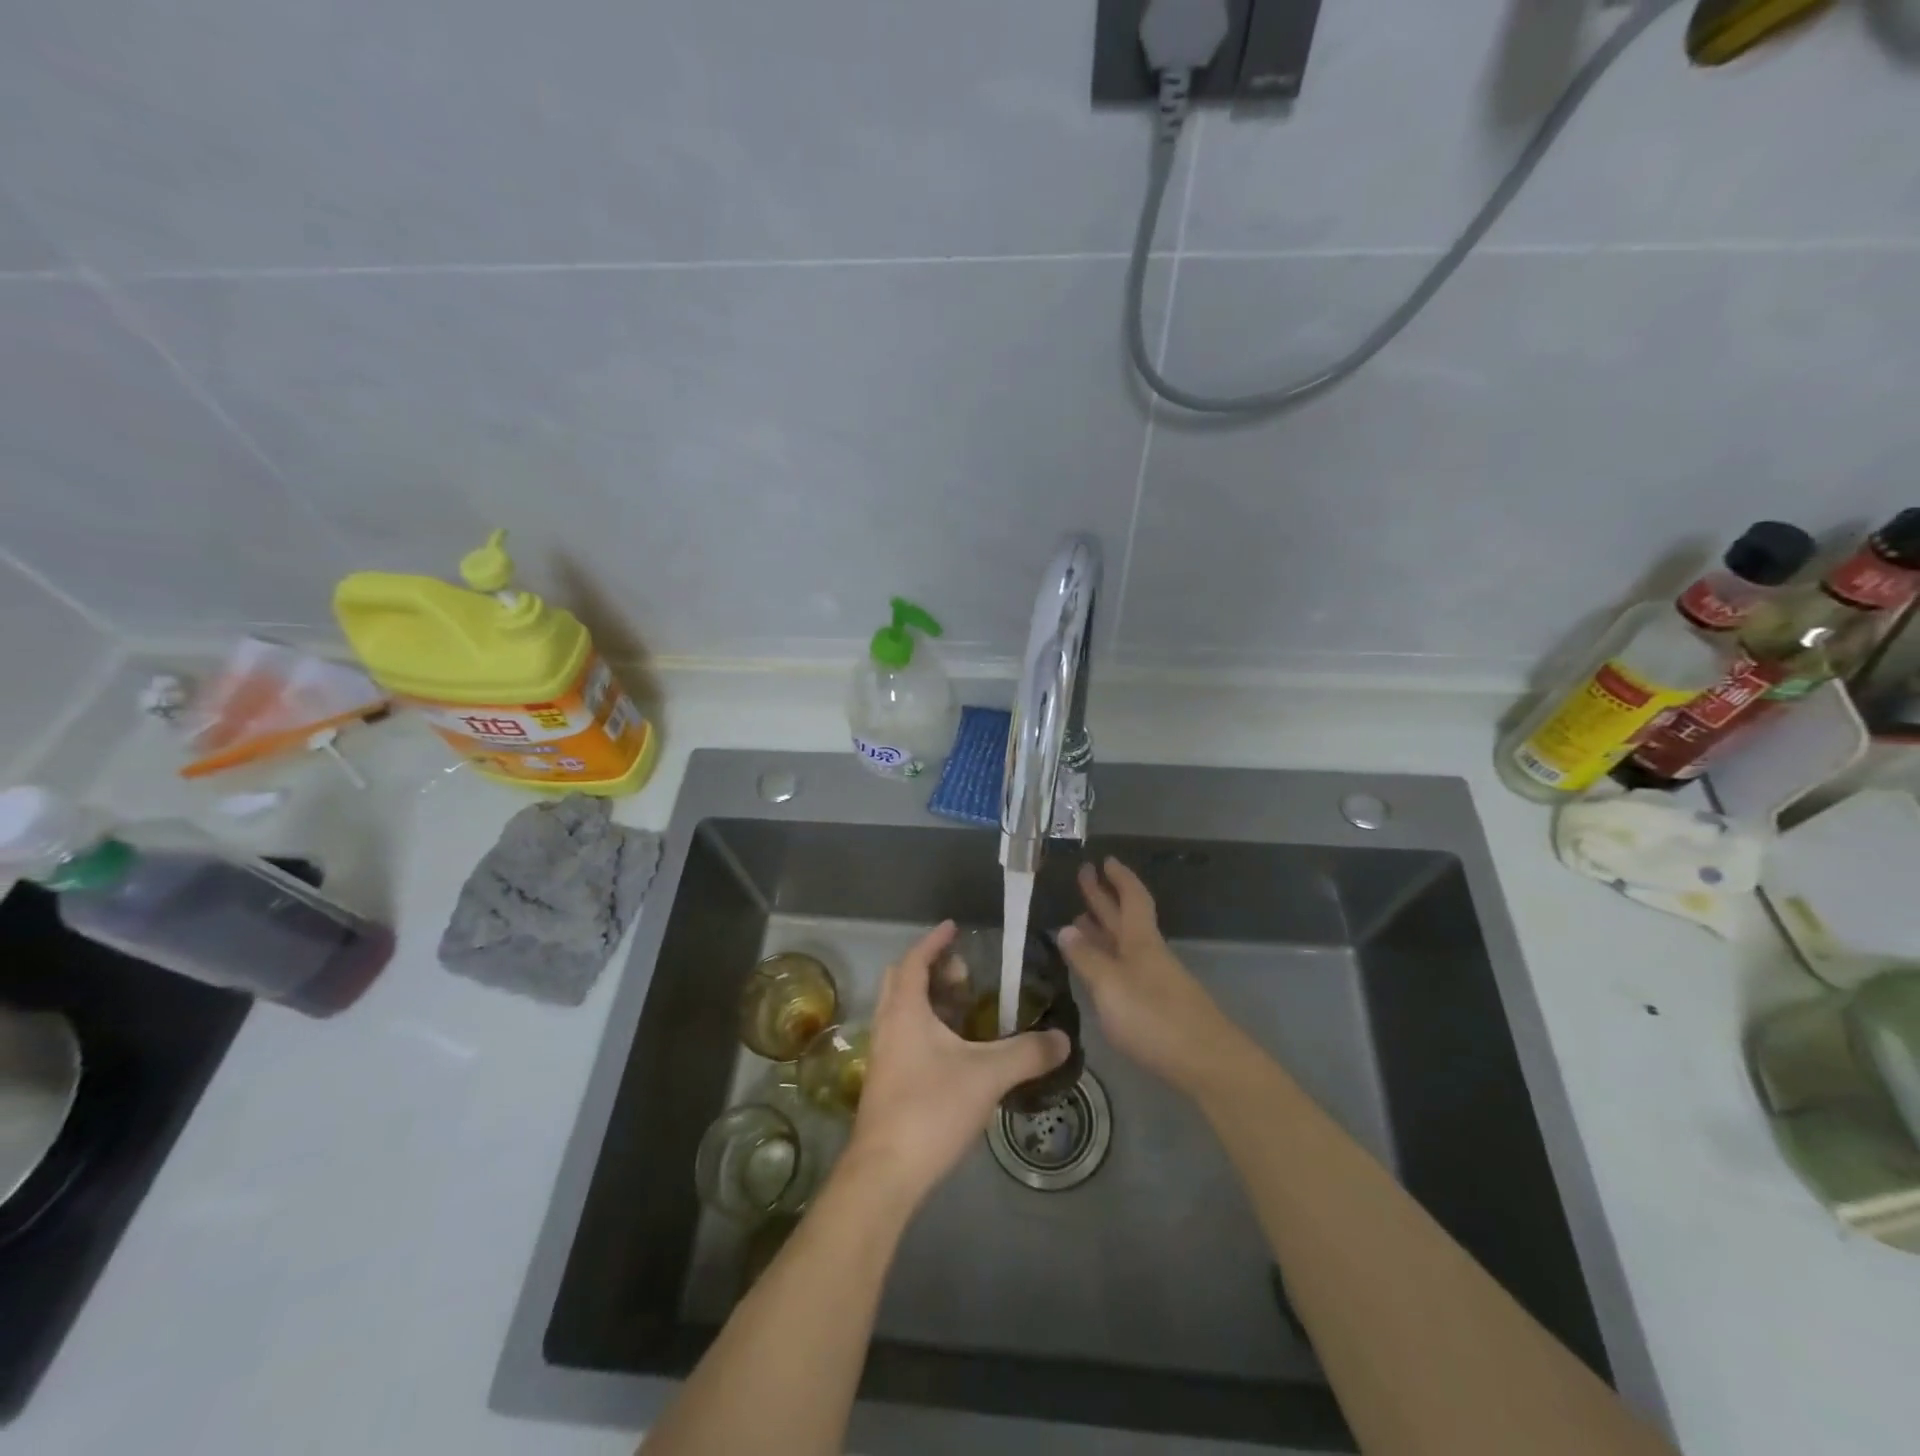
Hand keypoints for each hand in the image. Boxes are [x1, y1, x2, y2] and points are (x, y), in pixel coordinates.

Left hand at [842, 920, 1070, 1208]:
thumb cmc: (930, 1108)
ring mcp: (884, 1055)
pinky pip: (904, 1035)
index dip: (934, 941)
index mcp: (905, 1011)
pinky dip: (926, 1026)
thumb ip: (1028, 1053)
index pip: (915, 960)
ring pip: (902, 1010)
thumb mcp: (988, 1076)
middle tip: (963, 971)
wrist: (885, 1173)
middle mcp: (888, 1025)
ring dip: (929, 999)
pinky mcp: (886, 1082)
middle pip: (903, 981)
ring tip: (964, 1006)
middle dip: (931, 968)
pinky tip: (954, 1049)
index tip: (954, 927)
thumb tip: (1063, 1038)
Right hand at [1058, 858, 1242, 1097]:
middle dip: (1104, 897)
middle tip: (1083, 875)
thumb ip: (1086, 959)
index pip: (1131, 898)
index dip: (1119, 878)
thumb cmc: (1154, 1018)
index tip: (1104, 860)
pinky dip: (1107, 959)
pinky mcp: (1156, 1005)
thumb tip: (1064, 929)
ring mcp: (1155, 979)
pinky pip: (1125, 967)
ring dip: (1102, 929)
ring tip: (1078, 920)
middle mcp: (1148, 953)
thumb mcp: (1110, 985)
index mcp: (1140, 941)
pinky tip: (1096, 968)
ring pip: (1124, 944)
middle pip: (1125, 917)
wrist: (1207, 1063)